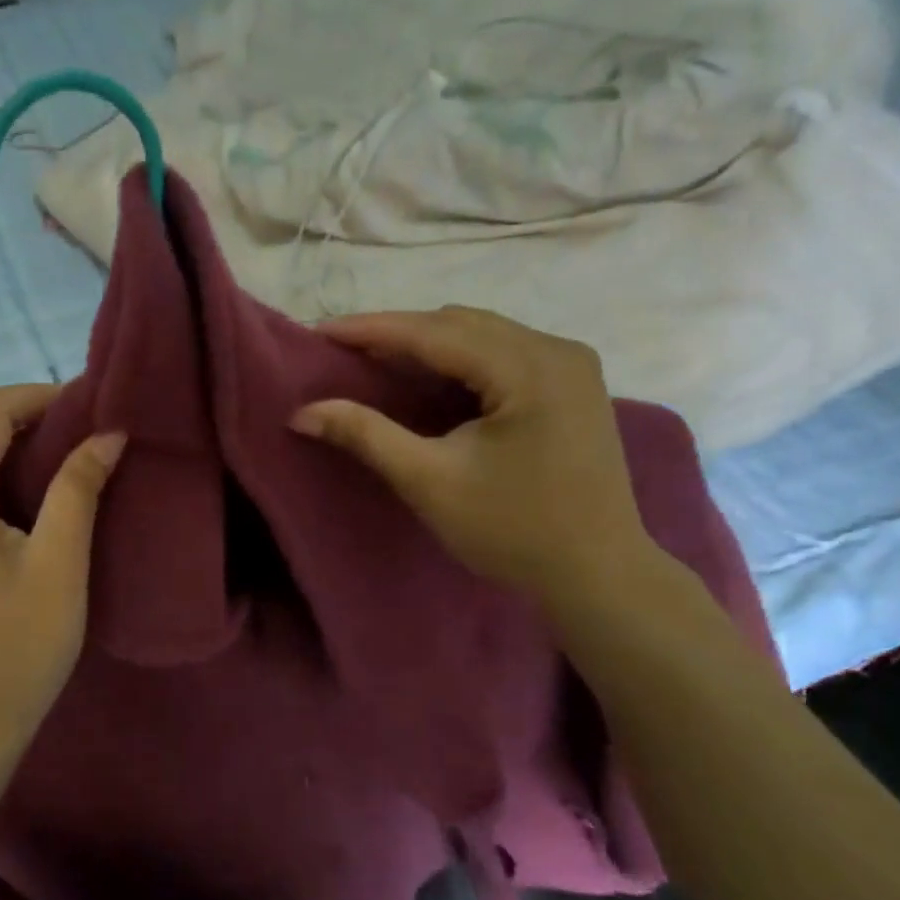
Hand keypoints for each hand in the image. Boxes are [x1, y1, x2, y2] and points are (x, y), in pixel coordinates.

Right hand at [291, 306, 653, 602]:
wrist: (597, 574)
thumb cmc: (512, 530)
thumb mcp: (429, 481)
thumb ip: (366, 436)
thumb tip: (302, 413)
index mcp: (528, 367)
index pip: (434, 332)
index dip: (371, 329)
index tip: (318, 331)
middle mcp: (556, 350)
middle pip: (460, 324)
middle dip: (398, 333)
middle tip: (343, 350)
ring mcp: (572, 366)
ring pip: (483, 335)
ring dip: (428, 344)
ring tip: (377, 360)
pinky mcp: (573, 387)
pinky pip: (503, 354)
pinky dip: (459, 360)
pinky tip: (430, 379)